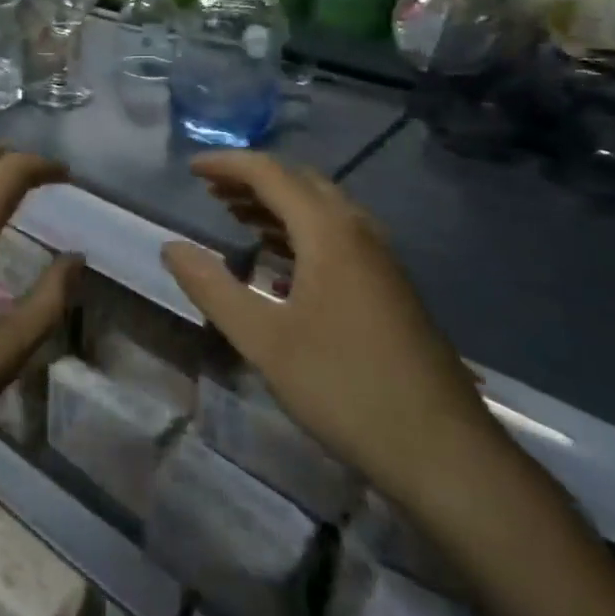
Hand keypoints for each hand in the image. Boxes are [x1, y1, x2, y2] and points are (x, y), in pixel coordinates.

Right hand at [161, 152, 498, 509]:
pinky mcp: (389, 286)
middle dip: (252, 180)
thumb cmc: (344, 387)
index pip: (270, 173)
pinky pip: (337, 236)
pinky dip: (299, 231)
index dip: (227, 164)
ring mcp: (380, 259)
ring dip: (276, 204)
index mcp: (329, 232)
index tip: (190, 168)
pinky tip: (279, 264)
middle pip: (300, 183)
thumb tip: (171, 247)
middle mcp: (358, 232)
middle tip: (210, 191)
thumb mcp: (263, 340)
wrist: (443, 451)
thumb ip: (212, 288)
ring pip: (322, 210)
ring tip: (235, 216)